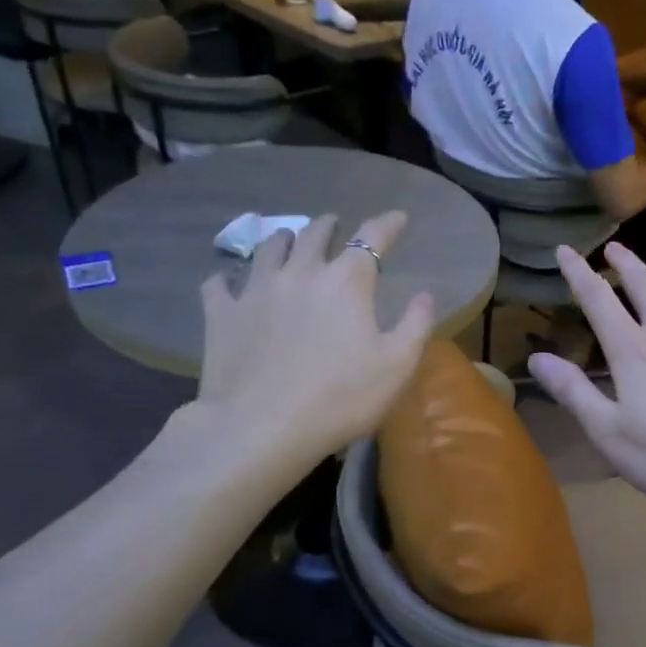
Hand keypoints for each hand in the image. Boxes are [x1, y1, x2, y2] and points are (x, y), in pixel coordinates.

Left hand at [188, 211, 434, 468]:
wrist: (261, 428)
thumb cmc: (340, 399)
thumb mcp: (397, 367)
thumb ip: (416, 325)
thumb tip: (425, 294)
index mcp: (346, 281)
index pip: (372, 237)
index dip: (387, 224)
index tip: (398, 218)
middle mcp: (300, 272)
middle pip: (315, 233)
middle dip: (331, 225)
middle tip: (336, 226)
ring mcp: (255, 289)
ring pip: (269, 247)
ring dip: (285, 240)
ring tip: (289, 243)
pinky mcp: (221, 313)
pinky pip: (220, 283)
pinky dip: (229, 278)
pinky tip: (230, 283)